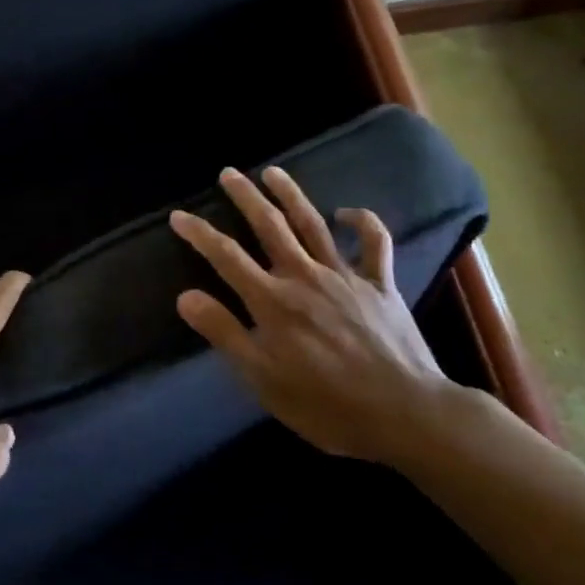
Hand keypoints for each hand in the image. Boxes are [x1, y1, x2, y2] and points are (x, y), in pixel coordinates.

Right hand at [169, 166, 483, 465]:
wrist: (405, 413)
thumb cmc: (326, 404)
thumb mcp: (263, 379)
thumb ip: (225, 333)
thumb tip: (185, 296)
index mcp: (273, 302)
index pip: (226, 257)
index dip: (199, 233)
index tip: (179, 215)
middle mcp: (305, 277)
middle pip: (269, 226)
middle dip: (245, 197)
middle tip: (229, 173)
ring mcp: (345, 276)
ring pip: (312, 224)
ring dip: (291, 194)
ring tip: (272, 172)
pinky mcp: (381, 284)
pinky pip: (374, 243)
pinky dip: (362, 222)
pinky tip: (346, 212)